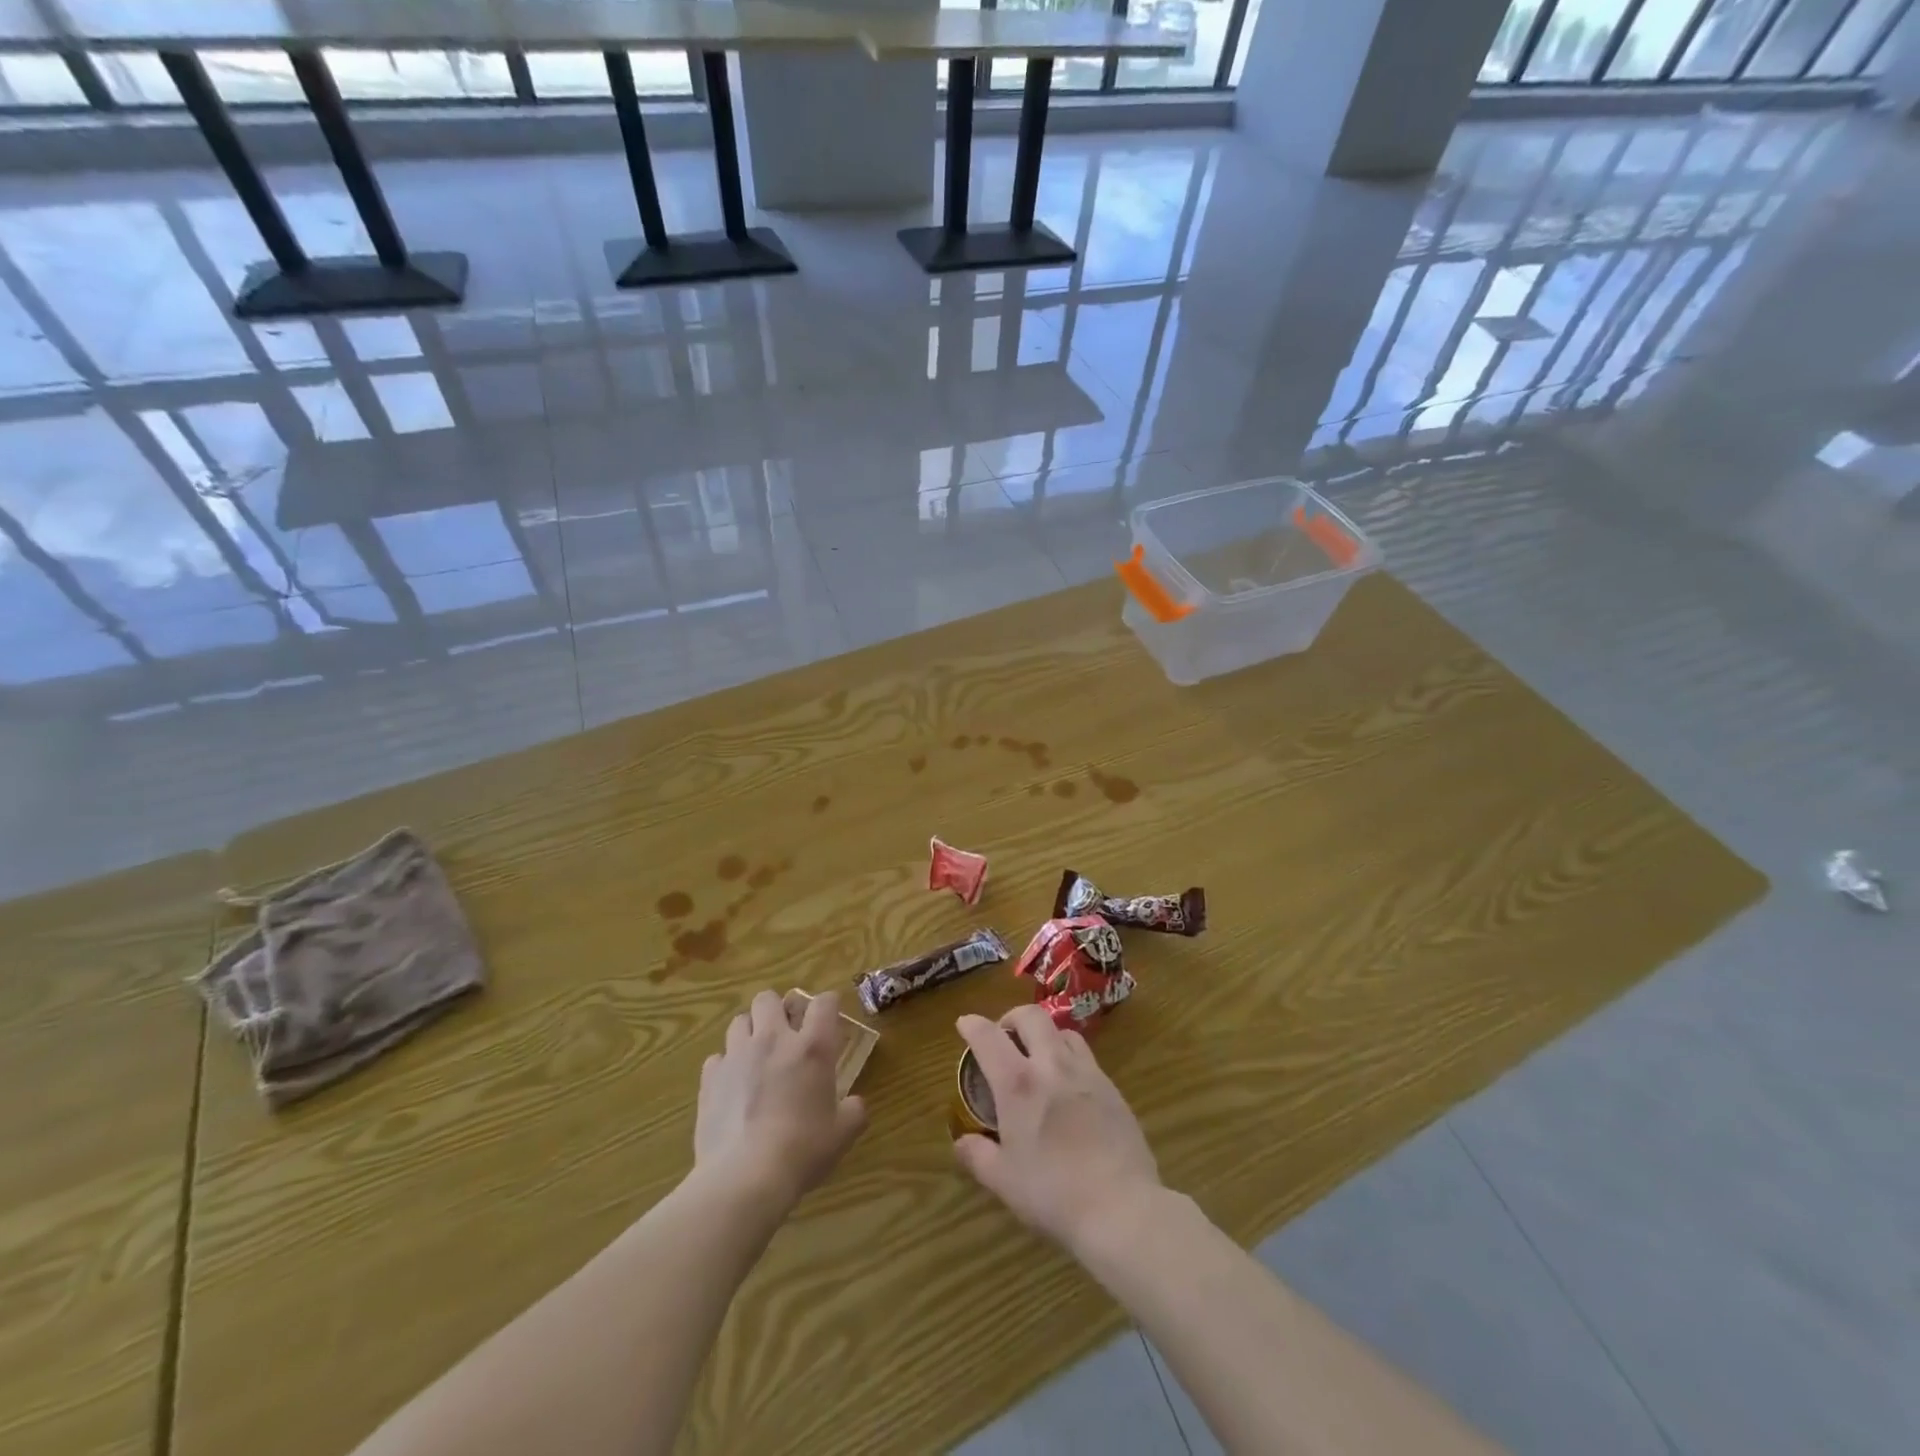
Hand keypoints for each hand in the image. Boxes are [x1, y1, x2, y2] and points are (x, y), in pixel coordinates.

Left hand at [695, 989, 867, 1210]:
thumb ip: (854, 1112)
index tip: (829, 1019)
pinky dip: (726, 1066)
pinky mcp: (710, 1079)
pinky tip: (732, 1088)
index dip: (828, 1005)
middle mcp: (773, 1039)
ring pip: (739, 1021)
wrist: (744, 1178)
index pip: (823, 1002)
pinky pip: (717, 1058)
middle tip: (785, 1035)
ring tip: (756, 1057)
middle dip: (777, 1010)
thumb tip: (855, 1104)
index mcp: (812, 1047)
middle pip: (769, 998)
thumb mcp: (842, 1134)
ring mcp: (737, 1056)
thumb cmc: (802, 1151)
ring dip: (749, 1032)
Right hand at [953, 1005, 1161, 1253]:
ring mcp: (1086, 1072)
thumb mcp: (1003, 1181)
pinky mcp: (1112, 1087)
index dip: (972, 1025)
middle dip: (1012, 1017)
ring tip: (1039, 1056)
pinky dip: (1069, 1058)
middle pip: (1031, 1016)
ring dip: (1045, 1034)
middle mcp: (1052, 1065)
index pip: (988, 1037)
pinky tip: (1069, 1085)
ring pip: (1063, 1032)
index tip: (964, 1023)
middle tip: (1004, 1035)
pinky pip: (1086, 1057)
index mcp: (1018, 1084)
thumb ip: (978, 1155)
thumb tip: (961, 1142)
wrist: (1120, 1206)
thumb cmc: (1053, 1193)